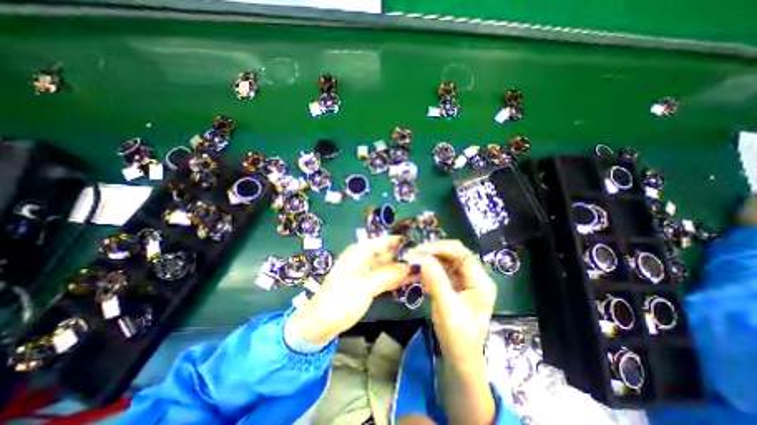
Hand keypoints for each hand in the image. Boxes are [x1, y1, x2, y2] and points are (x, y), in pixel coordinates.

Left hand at [286, 238, 413, 346]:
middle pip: (388, 253)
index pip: (384, 241)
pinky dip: (397, 278)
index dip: (401, 241)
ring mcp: (368, 272)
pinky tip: (412, 279)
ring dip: (403, 267)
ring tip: (424, 269)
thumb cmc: (340, 299)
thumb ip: (388, 274)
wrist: (321, 323)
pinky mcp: (369, 284)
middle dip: (405, 255)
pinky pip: (386, 277)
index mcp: (360, 251)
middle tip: (427, 259)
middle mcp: (365, 258)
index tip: (420, 244)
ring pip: (389, 266)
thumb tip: (411, 265)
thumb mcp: (365, 285)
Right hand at [408, 239, 497, 424]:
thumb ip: (436, 280)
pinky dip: (430, 268)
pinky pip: (442, 269)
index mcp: (481, 281)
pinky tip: (420, 273)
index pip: (461, 253)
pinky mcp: (456, 283)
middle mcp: (475, 276)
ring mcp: (465, 279)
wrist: (460, 358)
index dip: (439, 247)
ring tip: (413, 261)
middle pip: (454, 253)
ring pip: (446, 259)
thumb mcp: (447, 308)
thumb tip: (422, 257)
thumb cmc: (457, 336)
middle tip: (413, 253)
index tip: (419, 250)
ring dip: (430, 258)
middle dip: (433, 251)